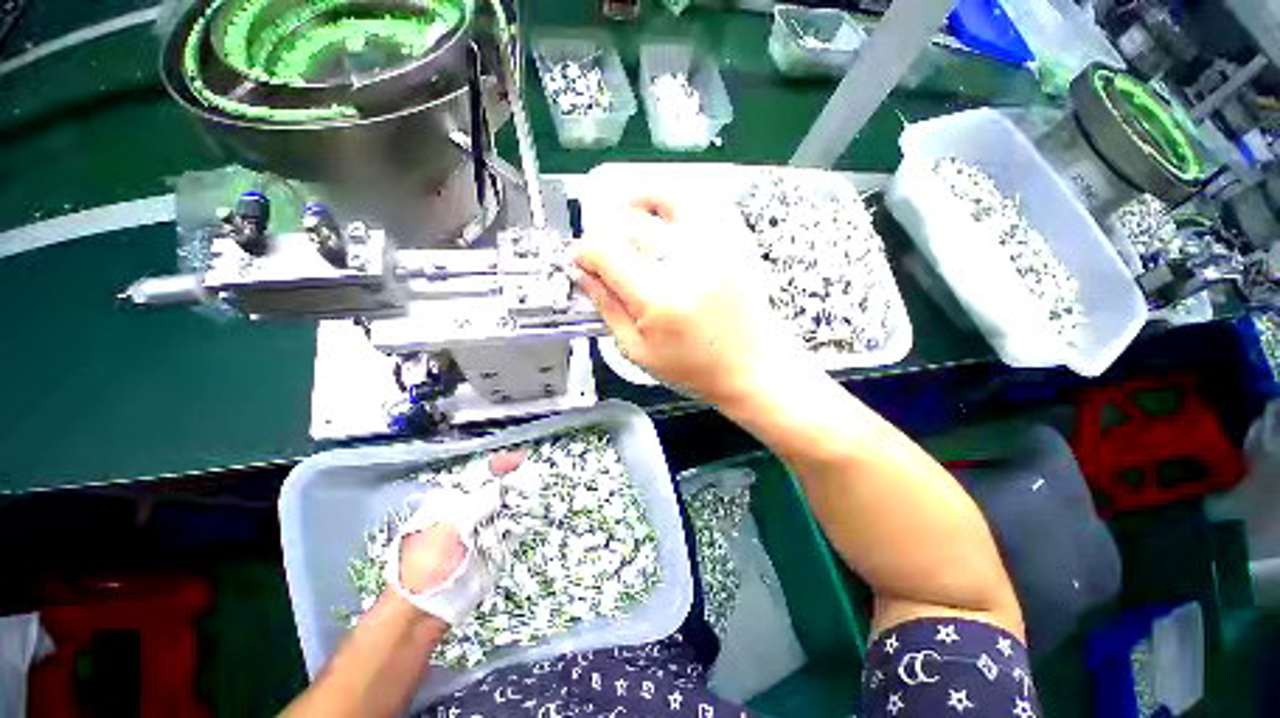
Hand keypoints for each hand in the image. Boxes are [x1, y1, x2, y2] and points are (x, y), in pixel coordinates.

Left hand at [384, 452, 523, 624]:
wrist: (423, 608)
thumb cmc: (427, 561)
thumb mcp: (451, 525)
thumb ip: (480, 502)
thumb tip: (506, 484)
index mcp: (453, 499)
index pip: (481, 474)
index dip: (501, 464)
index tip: (522, 458)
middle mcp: (471, 511)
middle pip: (499, 489)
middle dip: (517, 482)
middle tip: (536, 477)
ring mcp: (483, 530)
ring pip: (509, 509)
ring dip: (523, 501)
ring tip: (537, 495)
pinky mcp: (494, 549)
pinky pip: (513, 531)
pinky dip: (523, 523)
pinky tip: (532, 518)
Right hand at [575, 194, 806, 405]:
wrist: (752, 367)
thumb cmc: (697, 368)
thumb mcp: (639, 351)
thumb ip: (608, 309)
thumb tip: (586, 276)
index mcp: (660, 298)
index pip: (607, 253)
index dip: (585, 251)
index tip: (580, 259)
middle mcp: (689, 264)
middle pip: (632, 223)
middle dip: (605, 231)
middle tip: (602, 248)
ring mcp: (717, 246)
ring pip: (669, 195)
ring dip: (640, 200)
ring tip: (628, 212)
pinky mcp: (736, 241)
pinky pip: (704, 200)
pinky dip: (678, 198)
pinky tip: (666, 213)